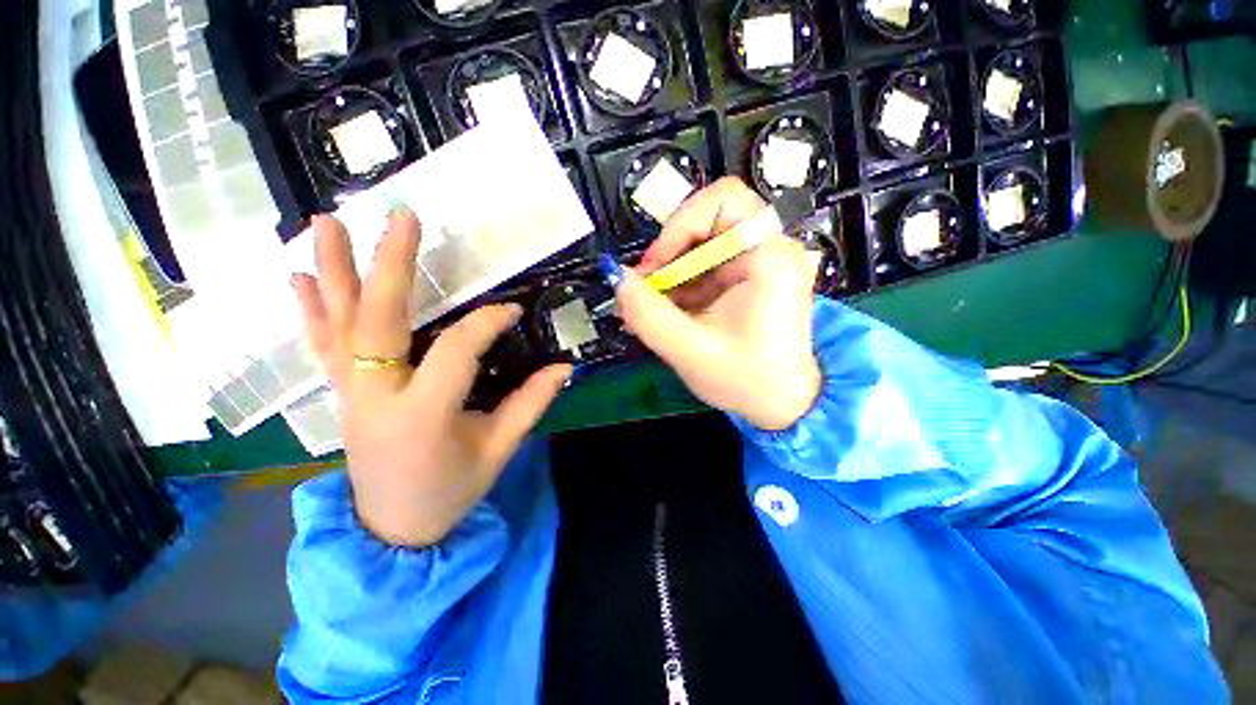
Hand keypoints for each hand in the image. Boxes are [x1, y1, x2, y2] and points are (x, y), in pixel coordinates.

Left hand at [292, 207, 571, 546]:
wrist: (392, 529)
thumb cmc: (450, 492)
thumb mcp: (498, 450)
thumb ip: (530, 404)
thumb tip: (563, 367)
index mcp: (422, 414)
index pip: (457, 350)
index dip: (487, 323)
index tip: (513, 309)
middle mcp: (376, 395)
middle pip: (379, 319)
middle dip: (391, 263)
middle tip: (401, 216)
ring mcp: (349, 393)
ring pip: (337, 323)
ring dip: (332, 270)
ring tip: (325, 220)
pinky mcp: (341, 393)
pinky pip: (322, 344)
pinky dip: (311, 308)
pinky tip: (299, 276)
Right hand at [614, 177, 820, 430]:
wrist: (782, 404)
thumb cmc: (748, 381)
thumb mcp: (690, 351)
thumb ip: (647, 315)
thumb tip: (617, 278)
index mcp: (769, 259)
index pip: (724, 199)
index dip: (681, 223)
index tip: (656, 264)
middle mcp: (768, 251)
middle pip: (706, 223)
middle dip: (668, 254)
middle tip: (644, 289)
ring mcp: (756, 265)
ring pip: (699, 247)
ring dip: (668, 274)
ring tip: (647, 308)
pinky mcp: (745, 280)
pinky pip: (703, 269)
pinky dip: (678, 287)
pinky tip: (663, 313)